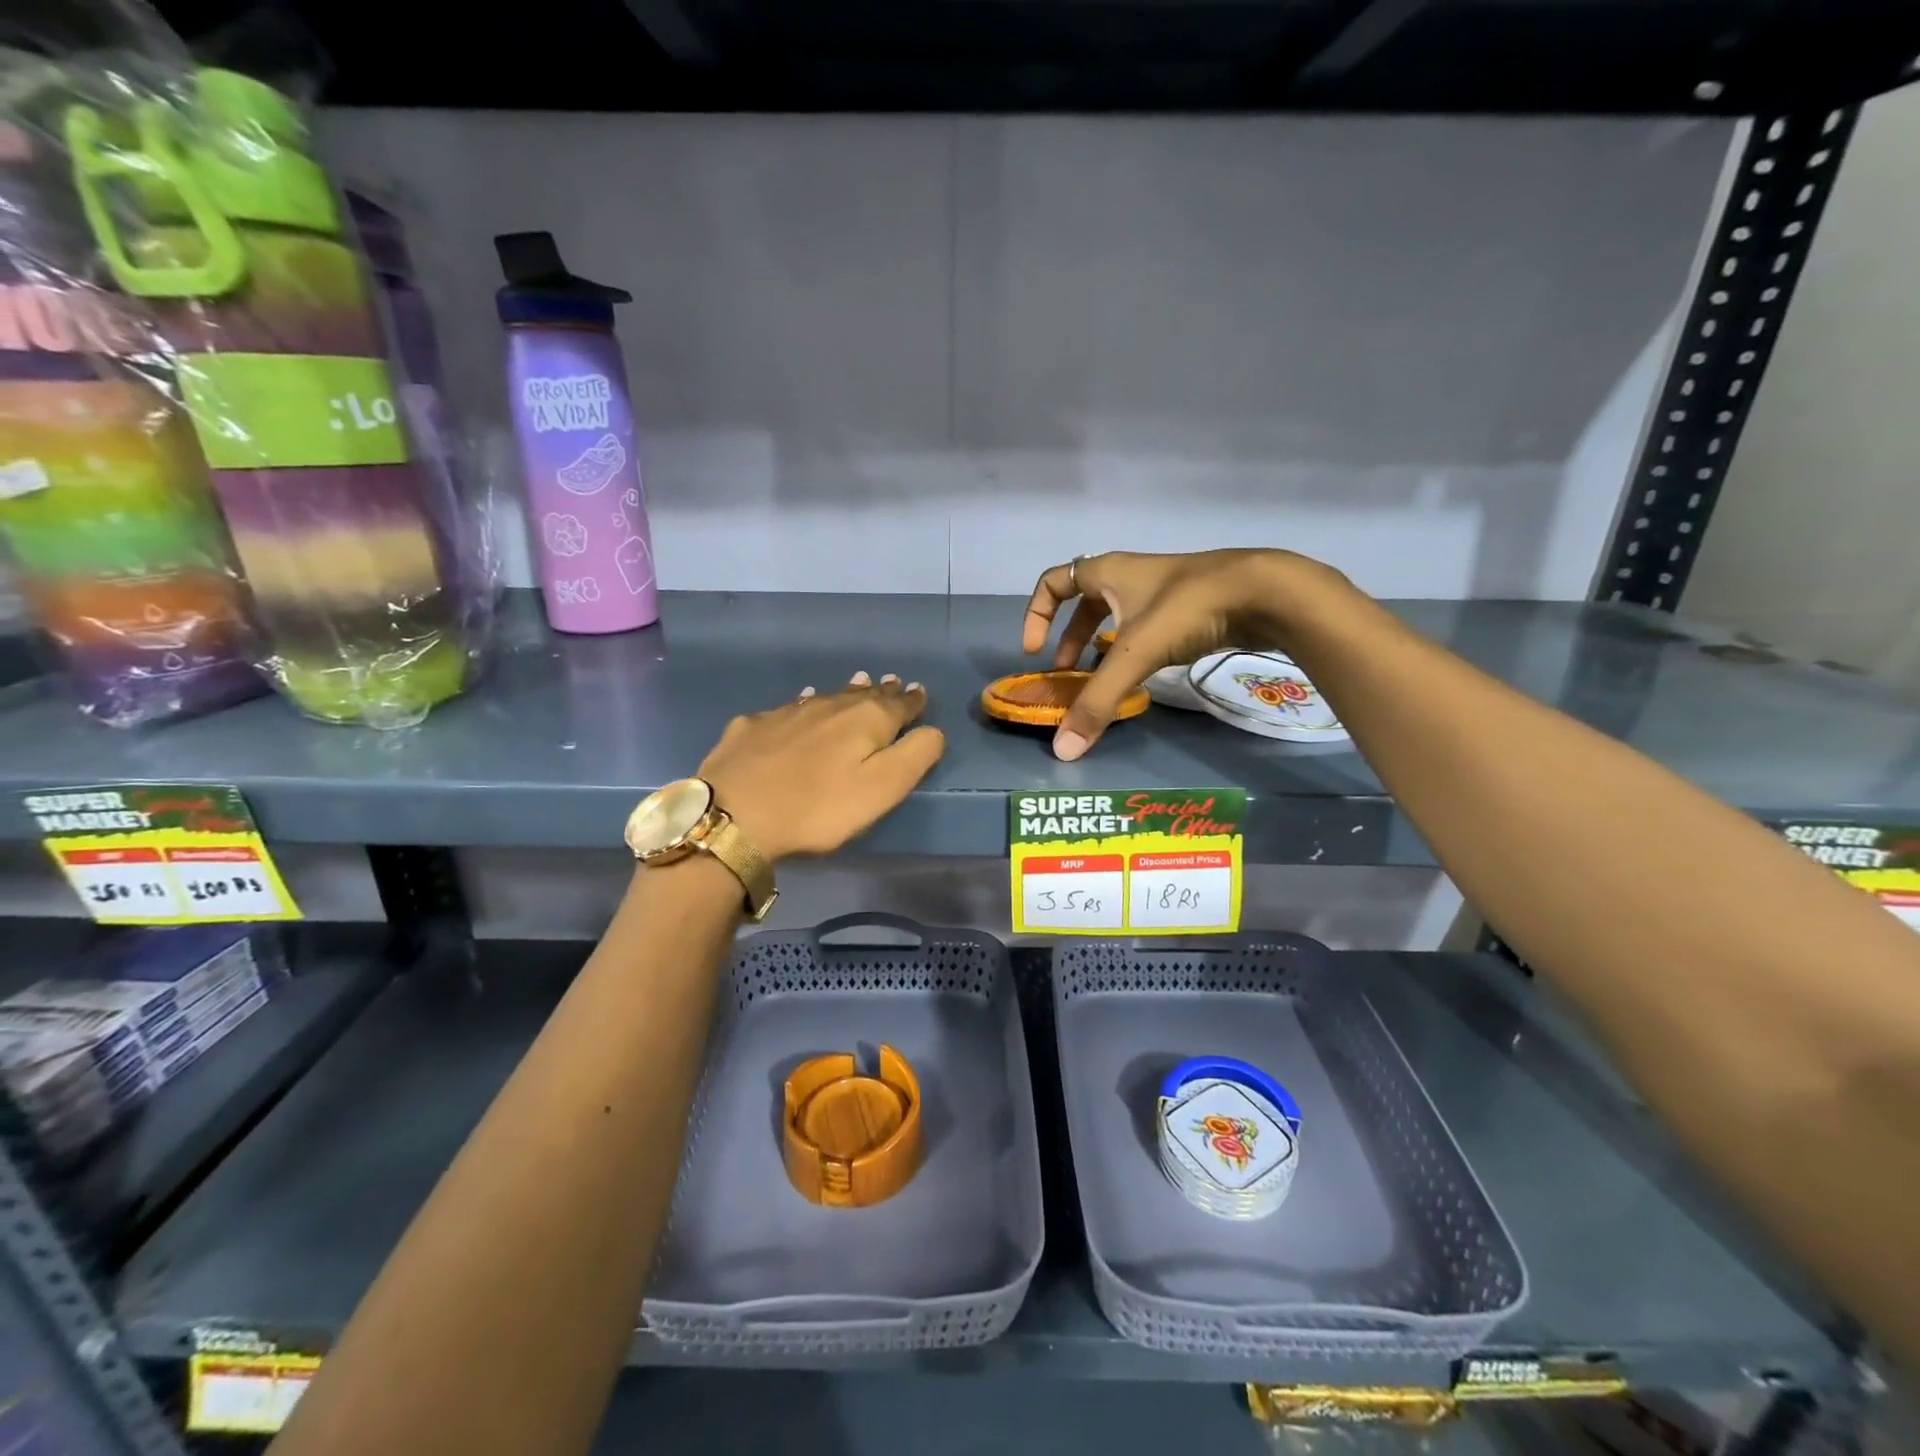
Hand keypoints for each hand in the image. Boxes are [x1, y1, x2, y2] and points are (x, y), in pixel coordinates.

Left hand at [699, 672, 944, 860]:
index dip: (912, 700)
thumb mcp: (883, 789)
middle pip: (862, 694)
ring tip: (858, 683)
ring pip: (826, 695)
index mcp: (866, 721)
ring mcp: (787, 712)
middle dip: (881, 690)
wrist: (735, 814)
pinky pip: (789, 706)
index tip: (919, 692)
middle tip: (892, 682)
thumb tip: (932, 729)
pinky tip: (799, 704)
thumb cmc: (819, 808)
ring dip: (846, 691)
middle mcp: (829, 706)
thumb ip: (915, 755)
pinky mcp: (753, 726)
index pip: (899, 704)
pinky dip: (803, 703)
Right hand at [1023, 549, 1337, 759]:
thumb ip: (1097, 701)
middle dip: (1069, 638)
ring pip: (1116, 617)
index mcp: (1107, 573)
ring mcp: (1161, 593)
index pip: (1053, 581)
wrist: (1264, 592)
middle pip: (1083, 603)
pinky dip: (1132, 650)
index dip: (1035, 614)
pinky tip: (1139, 677)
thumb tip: (1062, 750)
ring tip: (1099, 679)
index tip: (1034, 650)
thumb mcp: (1134, 654)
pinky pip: (1144, 629)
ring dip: (1100, 646)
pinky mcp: (1186, 609)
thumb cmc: (1187, 609)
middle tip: (1065, 671)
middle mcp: (1130, 578)